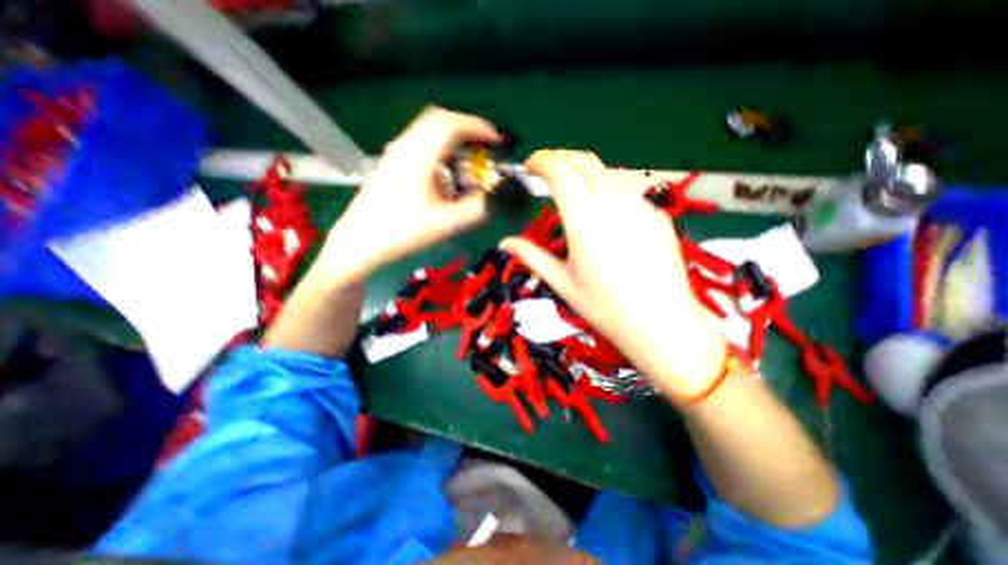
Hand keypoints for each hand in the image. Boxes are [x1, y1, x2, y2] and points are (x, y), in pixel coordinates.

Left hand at [319, 105, 498, 282]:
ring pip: (427, 132)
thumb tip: (497, 196)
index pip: (452, 124)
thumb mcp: (445, 224)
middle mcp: (405, 145)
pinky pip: (419, 145)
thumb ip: (476, 209)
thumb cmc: (402, 233)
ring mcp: (395, 154)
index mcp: (419, 154)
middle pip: (438, 120)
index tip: (497, 141)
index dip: (478, 128)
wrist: (360, 245)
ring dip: (452, 140)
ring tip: (468, 161)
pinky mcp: (390, 165)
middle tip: (484, 147)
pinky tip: (445, 174)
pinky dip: (439, 151)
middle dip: (465, 129)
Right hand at [502, 150, 724, 396]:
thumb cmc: (605, 307)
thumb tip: (504, 243)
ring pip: (607, 173)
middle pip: (584, 161)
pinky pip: (628, 193)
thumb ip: (531, 256)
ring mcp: (640, 205)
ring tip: (575, 195)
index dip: (541, 161)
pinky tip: (608, 219)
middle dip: (561, 159)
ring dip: (585, 175)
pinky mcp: (657, 214)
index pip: (559, 171)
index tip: (530, 166)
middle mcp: (613, 203)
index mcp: (584, 219)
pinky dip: (609, 194)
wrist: (662, 322)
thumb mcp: (562, 282)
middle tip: (547, 173)